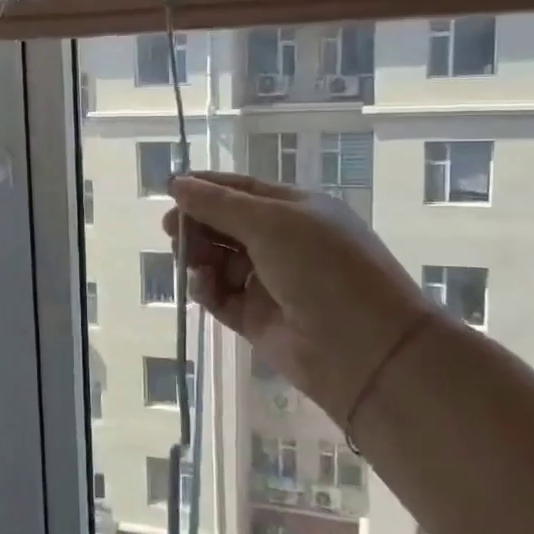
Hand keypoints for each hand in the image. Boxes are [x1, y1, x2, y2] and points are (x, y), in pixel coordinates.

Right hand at [164, 171, 429, 423]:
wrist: (364, 349)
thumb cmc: (323, 269)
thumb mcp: (272, 224)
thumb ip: (219, 205)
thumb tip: (177, 184)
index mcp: (295, 210)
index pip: (241, 190)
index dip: (205, 188)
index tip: (170, 190)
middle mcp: (282, 242)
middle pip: (225, 225)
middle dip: (197, 224)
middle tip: (172, 230)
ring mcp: (269, 281)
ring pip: (218, 260)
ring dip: (199, 256)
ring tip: (190, 261)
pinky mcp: (256, 318)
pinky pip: (220, 296)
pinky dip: (206, 288)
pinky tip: (202, 285)